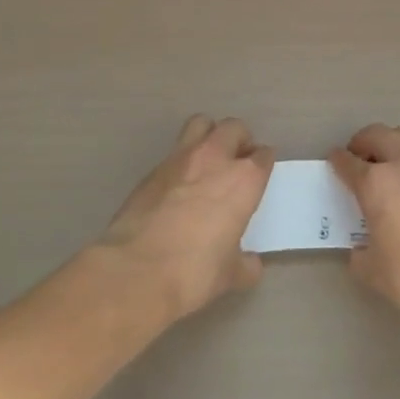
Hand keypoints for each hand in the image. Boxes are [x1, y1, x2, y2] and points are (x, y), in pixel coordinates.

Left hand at [97, 115, 274, 320]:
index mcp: (244, 180)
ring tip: (208, 160)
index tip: (261, 173)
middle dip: (240, 139)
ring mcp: (180, 159)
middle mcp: (215, 159)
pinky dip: (181, 161)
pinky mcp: (152, 170)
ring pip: (201, 124)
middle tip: (237, 161)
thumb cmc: (194, 272)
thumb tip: (250, 264)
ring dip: (209, 135)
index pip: (263, 155)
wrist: (136, 272)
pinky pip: (173, 152)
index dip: (264, 162)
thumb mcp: (229, 274)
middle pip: (234, 128)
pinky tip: (178, 185)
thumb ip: (245, 264)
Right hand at [329, 124, 399, 325]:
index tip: (335, 162)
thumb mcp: (372, 269)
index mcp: (376, 182)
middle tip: (360, 159)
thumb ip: (361, 252)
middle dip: (364, 142)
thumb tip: (362, 249)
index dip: (338, 161)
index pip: (348, 162)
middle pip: (378, 134)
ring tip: (392, 166)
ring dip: (394, 145)